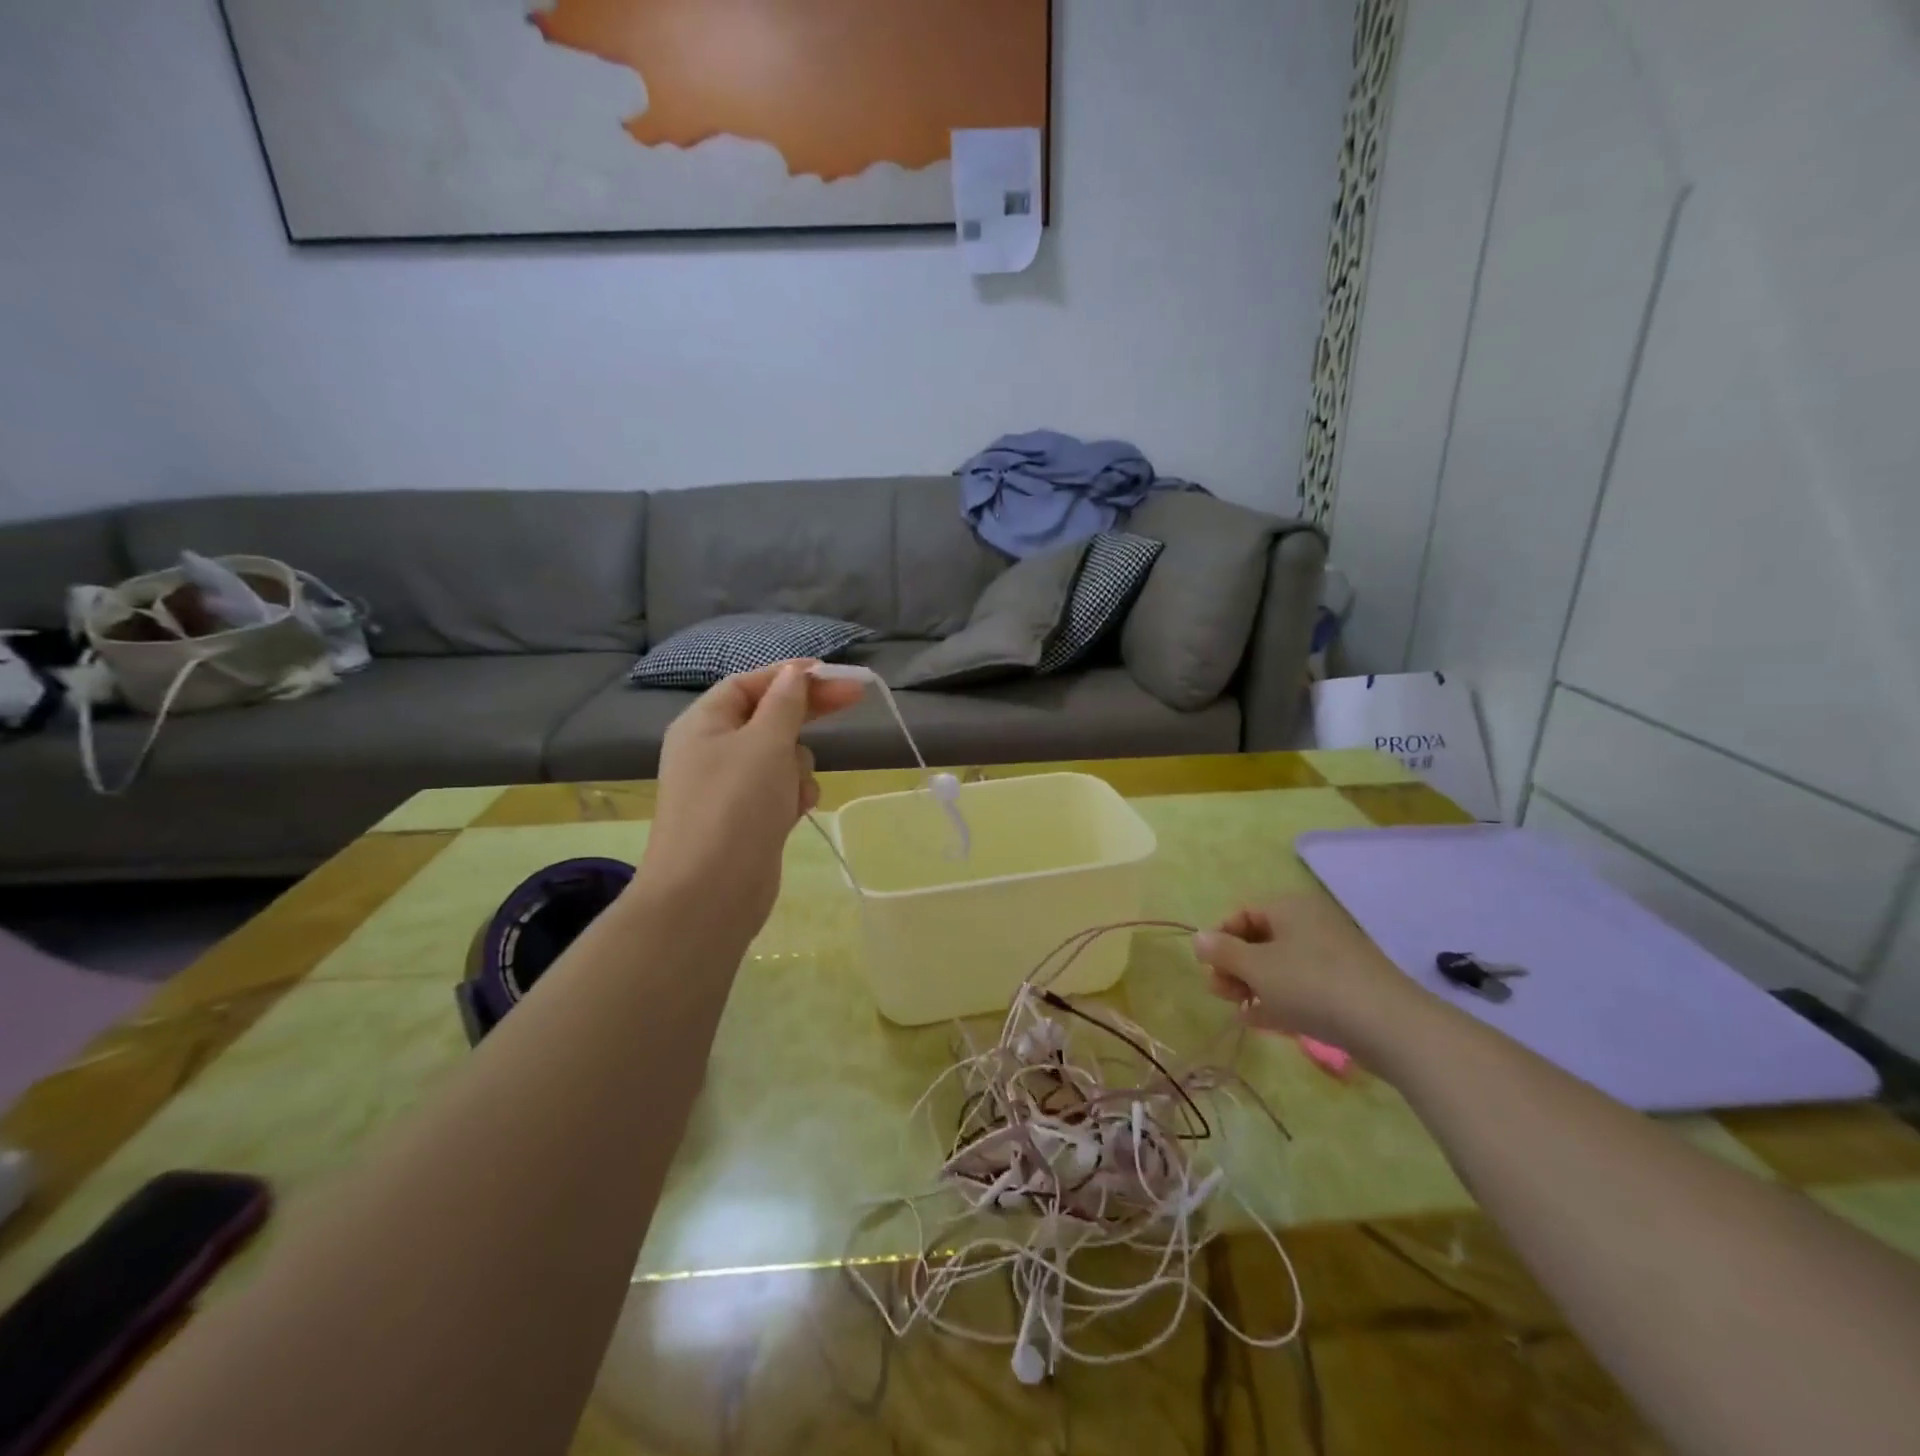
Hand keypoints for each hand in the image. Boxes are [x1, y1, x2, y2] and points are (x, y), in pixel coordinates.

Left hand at [638, 660, 864, 934]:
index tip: (833, 673)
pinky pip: (780, 790)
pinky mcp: (747, 818)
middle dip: (806, 714)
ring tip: (795, 788)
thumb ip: (785, 704)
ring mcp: (730, 787)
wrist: (710, 893)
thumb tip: (794, 673)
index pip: (750, 683)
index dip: (790, 674)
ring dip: (798, 765)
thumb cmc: (735, 806)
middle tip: (854, 700)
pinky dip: (792, 794)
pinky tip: (795, 812)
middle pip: (767, 717)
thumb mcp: (765, 743)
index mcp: (703, 723)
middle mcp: (712, 750)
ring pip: (780, 757)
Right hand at [1192, 894, 1424, 1047]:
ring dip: (1254, 986)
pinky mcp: (1346, 986)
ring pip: (1280, 965)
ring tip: (1241, 1012)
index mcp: (1289, 907)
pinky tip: (1264, 1022)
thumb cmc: (1311, 984)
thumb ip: (1222, 951)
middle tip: (1222, 994)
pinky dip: (1280, 999)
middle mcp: (1311, 923)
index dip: (1219, 939)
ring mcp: (1331, 955)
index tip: (1208, 968)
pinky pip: (1302, 986)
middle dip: (1235, 966)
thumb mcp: (1256, 967)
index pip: (1242, 913)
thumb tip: (1198, 938)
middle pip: (1259, 939)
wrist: (1389, 1026)